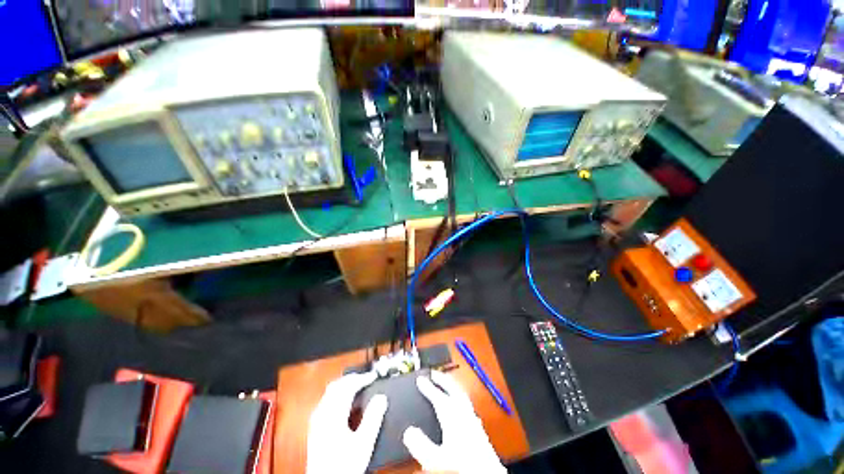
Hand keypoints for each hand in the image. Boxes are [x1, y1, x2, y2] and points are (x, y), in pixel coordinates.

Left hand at [306, 371, 387, 473]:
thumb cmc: (344, 465)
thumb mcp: (363, 444)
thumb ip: (373, 418)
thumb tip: (381, 398)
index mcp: (334, 414)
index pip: (348, 386)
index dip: (362, 378)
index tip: (373, 377)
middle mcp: (322, 413)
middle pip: (337, 385)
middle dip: (353, 378)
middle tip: (367, 379)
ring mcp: (317, 420)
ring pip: (330, 392)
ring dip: (345, 385)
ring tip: (359, 387)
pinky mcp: (315, 427)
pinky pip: (327, 401)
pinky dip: (339, 394)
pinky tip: (346, 403)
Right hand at [403, 370, 505, 473]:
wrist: (487, 473)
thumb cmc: (461, 467)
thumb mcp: (436, 459)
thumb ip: (421, 444)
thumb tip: (409, 431)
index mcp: (452, 416)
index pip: (438, 396)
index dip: (427, 387)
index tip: (420, 379)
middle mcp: (463, 413)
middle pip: (453, 389)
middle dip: (442, 379)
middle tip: (434, 373)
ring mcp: (472, 418)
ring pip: (461, 394)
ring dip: (452, 386)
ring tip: (445, 383)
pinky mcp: (478, 426)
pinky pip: (467, 404)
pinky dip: (459, 397)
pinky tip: (458, 404)